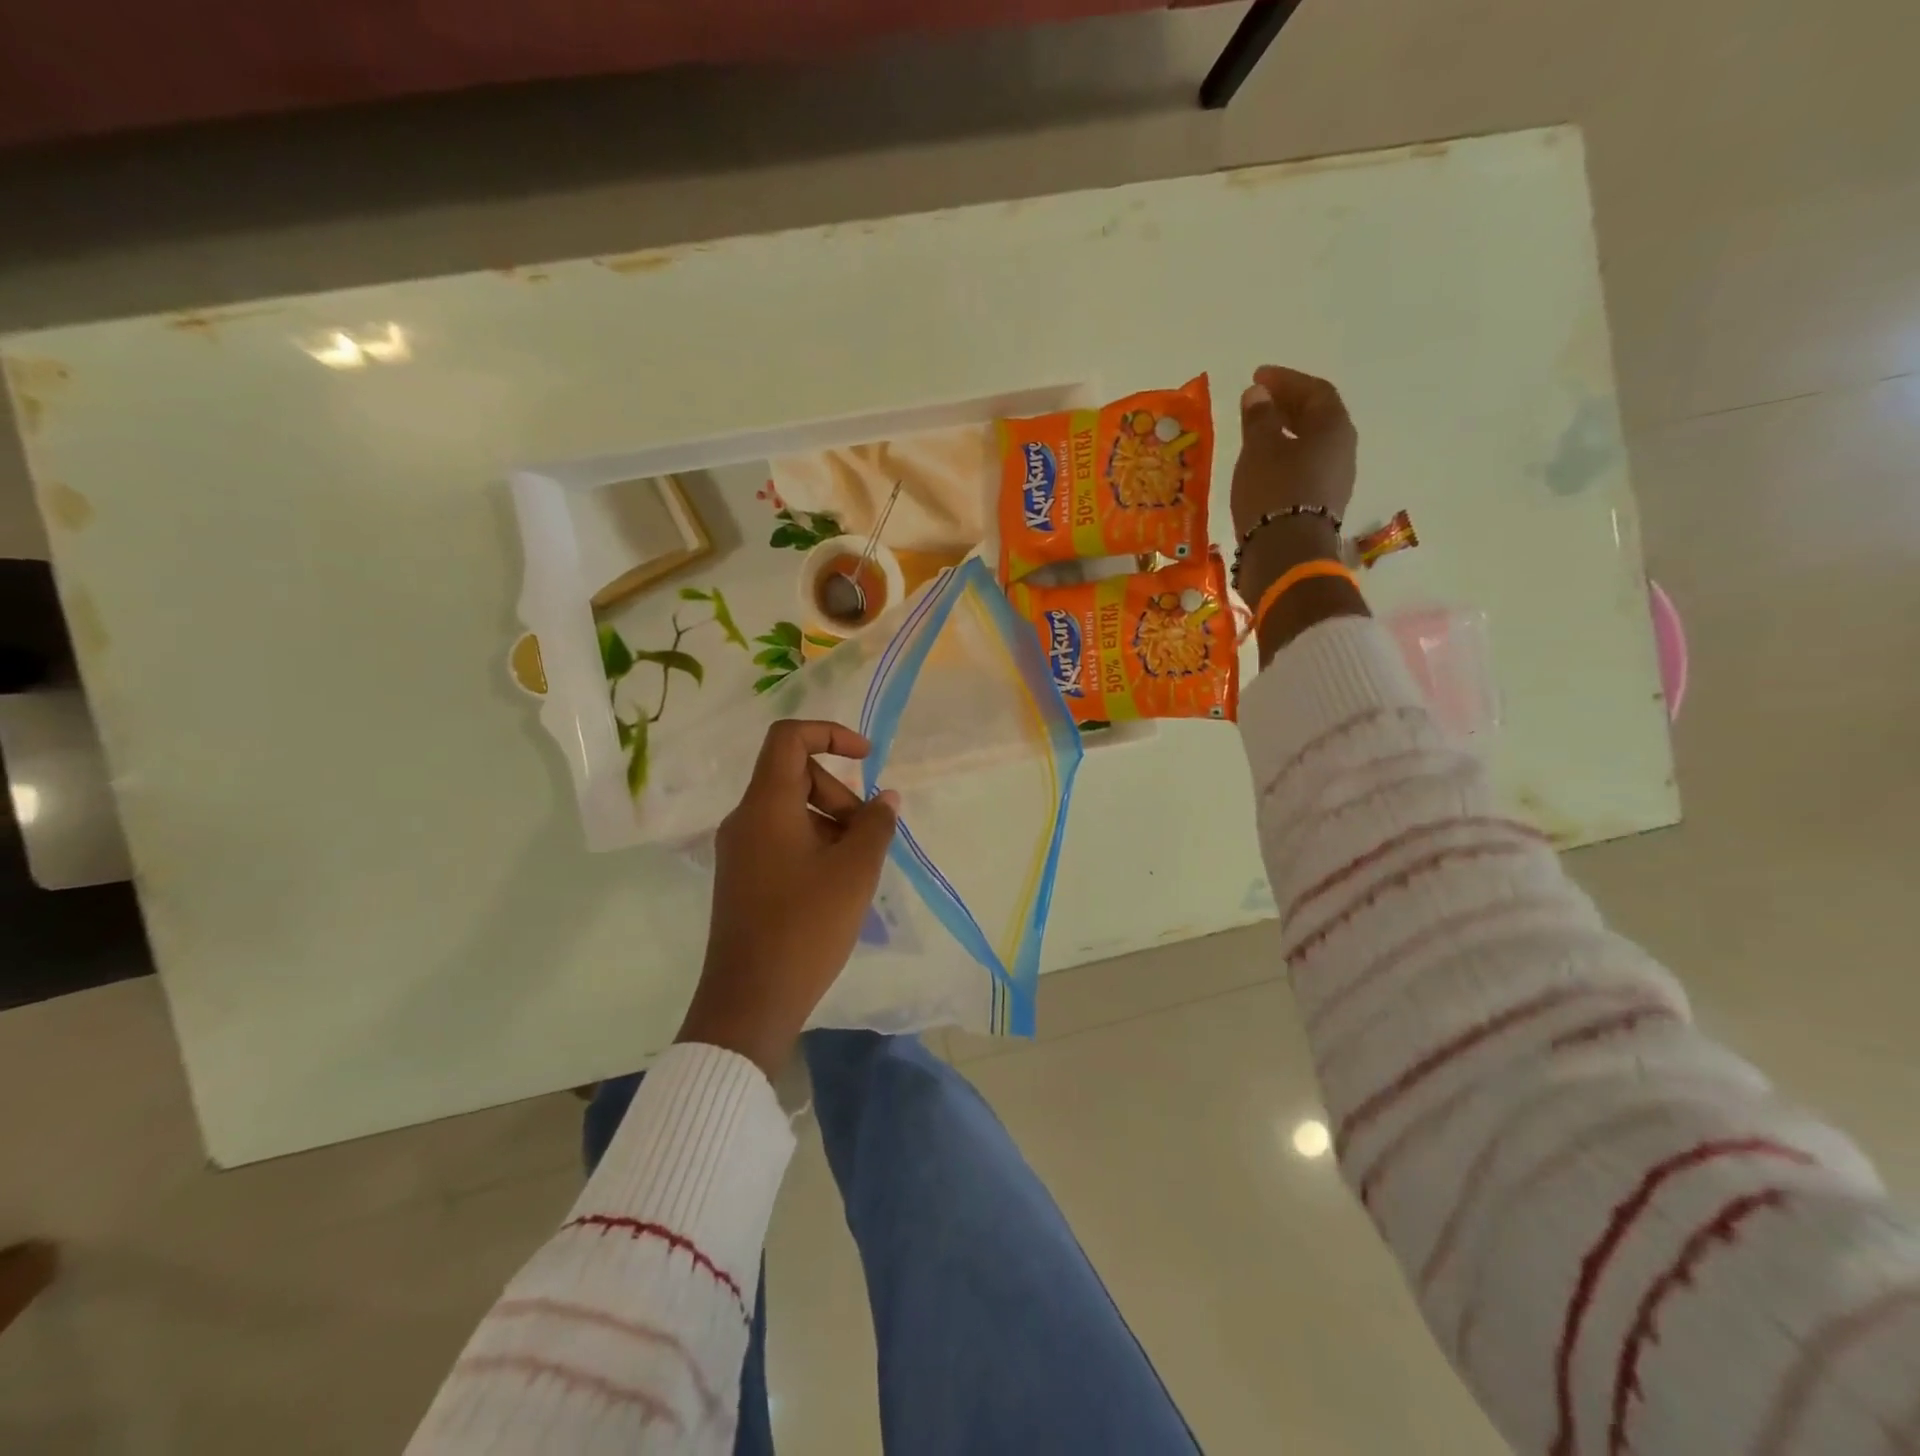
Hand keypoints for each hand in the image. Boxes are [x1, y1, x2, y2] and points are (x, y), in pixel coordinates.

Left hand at [677, 720, 900, 1078]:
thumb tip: (886, 799)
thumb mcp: (855, 871)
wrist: (750, 1000)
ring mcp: (740, 851)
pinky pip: (782, 840)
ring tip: (859, 866)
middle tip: (869, 835)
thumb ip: (875, 825)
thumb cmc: (805, 926)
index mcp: (766, 805)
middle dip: (840, 794)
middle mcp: (745, 819)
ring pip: (791, 811)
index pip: (789, 738)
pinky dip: (814, 846)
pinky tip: (837, 885)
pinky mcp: (742, 878)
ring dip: (831, 823)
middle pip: (795, 777)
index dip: (830, 734)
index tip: (867, 756)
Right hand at [1230, 367, 1368, 659]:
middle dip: (1287, 406)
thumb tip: (1258, 394)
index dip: (1286, 381)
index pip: (1314, 391)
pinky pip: (1305, 469)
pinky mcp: (1320, 505)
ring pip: (1311, 445)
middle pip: (1317, 418)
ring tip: (1257, 434)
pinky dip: (1285, 459)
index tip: (1258, 376)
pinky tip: (1264, 466)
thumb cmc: (1273, 493)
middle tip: (1258, 401)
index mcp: (1333, 427)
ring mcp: (1334, 480)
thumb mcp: (1259, 449)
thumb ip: (1259, 418)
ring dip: (1286, 434)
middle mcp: (1342, 450)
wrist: (1286, 555)